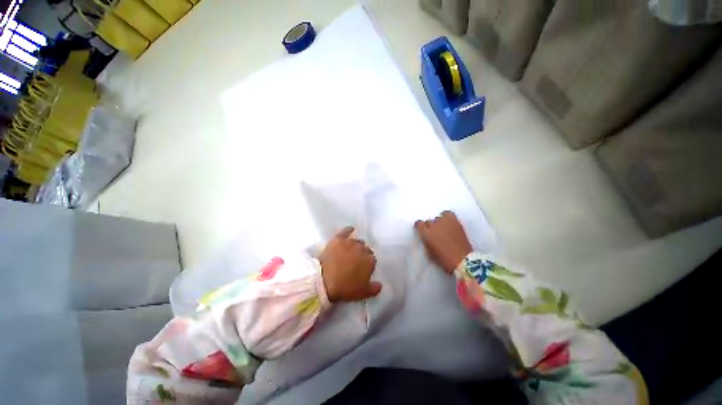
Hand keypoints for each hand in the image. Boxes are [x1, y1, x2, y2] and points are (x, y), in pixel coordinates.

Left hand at [320, 227, 381, 302]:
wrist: (324, 281)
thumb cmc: (345, 288)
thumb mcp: (362, 293)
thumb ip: (374, 288)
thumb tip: (380, 284)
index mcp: (370, 261)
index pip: (372, 260)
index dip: (367, 265)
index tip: (362, 269)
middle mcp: (362, 249)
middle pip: (365, 249)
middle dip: (362, 254)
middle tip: (355, 262)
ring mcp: (350, 242)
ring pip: (356, 241)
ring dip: (356, 245)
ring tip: (350, 251)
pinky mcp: (338, 239)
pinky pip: (345, 231)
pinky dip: (349, 230)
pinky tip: (351, 229)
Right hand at [415, 211, 472, 273]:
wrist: (464, 261)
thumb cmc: (444, 260)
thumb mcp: (430, 253)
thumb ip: (426, 242)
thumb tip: (426, 237)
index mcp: (426, 234)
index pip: (419, 223)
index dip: (420, 227)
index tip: (422, 230)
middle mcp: (434, 225)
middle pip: (429, 221)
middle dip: (430, 227)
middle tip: (435, 233)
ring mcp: (444, 222)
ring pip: (438, 218)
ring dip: (438, 223)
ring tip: (442, 228)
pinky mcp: (455, 221)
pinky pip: (448, 213)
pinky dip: (446, 216)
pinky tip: (448, 222)